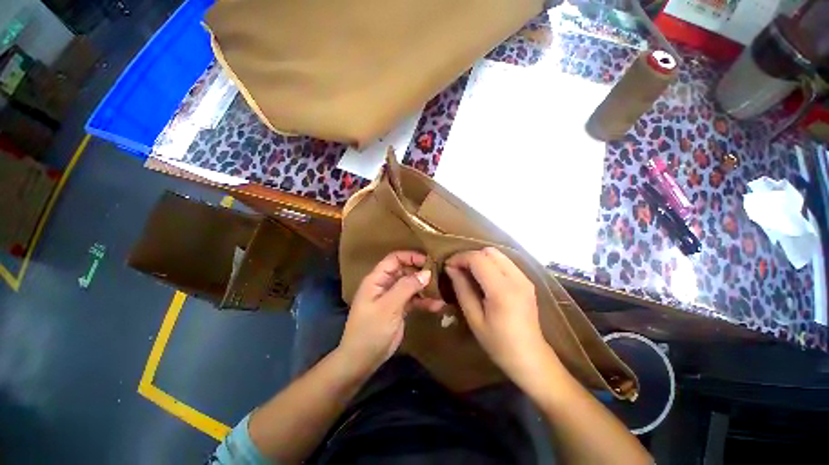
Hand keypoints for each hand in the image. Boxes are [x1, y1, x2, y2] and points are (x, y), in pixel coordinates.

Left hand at [339, 251, 444, 372]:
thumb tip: (426, 272)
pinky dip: (424, 302)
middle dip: (421, 272)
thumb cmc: (371, 330)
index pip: (394, 259)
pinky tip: (438, 306)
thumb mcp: (388, 306)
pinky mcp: (399, 309)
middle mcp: (385, 285)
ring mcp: (393, 297)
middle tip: (439, 275)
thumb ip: (407, 287)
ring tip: (442, 291)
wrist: (362, 360)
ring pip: (411, 286)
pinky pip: (414, 300)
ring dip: (425, 288)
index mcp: (377, 279)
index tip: (428, 261)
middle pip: (405, 271)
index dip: (410, 256)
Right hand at [446, 247, 555, 384]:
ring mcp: (524, 278)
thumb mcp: (474, 319)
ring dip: (480, 258)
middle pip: (489, 252)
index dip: (460, 258)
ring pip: (497, 254)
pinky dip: (490, 263)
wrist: (531, 358)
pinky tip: (484, 277)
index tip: (448, 266)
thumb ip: (462, 289)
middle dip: (470, 256)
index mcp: (502, 290)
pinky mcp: (527, 281)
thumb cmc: (498, 344)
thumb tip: (450, 268)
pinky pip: (505, 262)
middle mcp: (516, 278)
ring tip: (469, 272)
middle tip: (458, 269)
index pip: (478, 259)